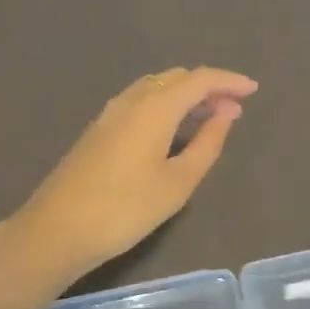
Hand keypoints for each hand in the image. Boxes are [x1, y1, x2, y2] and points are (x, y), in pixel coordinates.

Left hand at [5, 67, 257, 290]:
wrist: (56, 230)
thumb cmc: (125, 209)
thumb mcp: (177, 182)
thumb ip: (207, 143)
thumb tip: (226, 113)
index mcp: (155, 107)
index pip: (199, 79)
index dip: (228, 80)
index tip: (253, 89)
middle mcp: (132, 99)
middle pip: (176, 78)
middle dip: (208, 87)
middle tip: (233, 109)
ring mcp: (110, 113)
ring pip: (156, 88)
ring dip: (185, 95)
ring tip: (209, 118)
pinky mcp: (99, 129)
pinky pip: (141, 101)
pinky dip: (165, 105)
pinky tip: (172, 129)